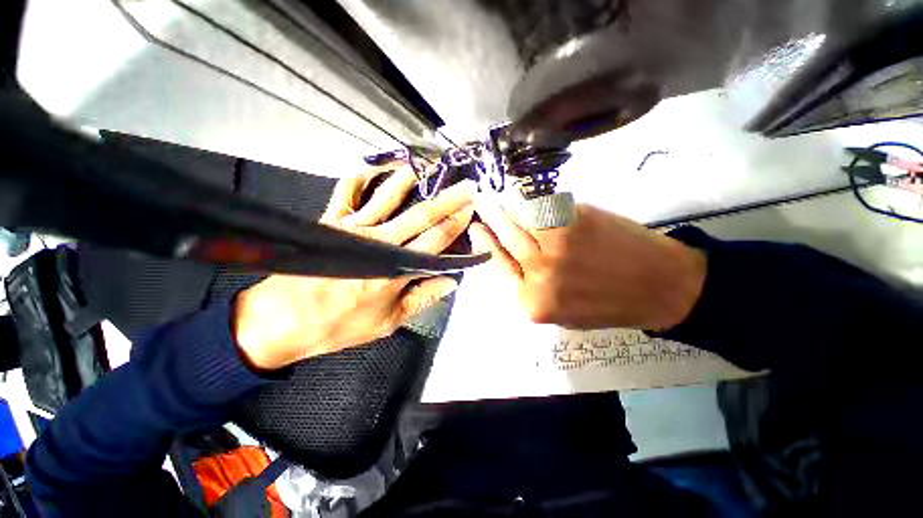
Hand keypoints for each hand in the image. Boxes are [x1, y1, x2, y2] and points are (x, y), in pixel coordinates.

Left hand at [234, 163, 475, 369]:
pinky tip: (371, 169)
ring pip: (388, 196)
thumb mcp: (386, 323)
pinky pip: (346, 190)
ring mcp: (353, 227)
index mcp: (395, 270)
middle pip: (420, 216)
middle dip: (448, 199)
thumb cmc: (338, 326)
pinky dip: (358, 176)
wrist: (289, 317)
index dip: (456, 225)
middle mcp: (378, 242)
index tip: (472, 210)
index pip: (434, 243)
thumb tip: (450, 281)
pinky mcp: (330, 219)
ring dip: (409, 179)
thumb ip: (420, 299)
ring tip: (427, 166)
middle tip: (467, 185)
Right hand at [469, 199, 706, 330]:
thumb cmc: (617, 303)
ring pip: (516, 217)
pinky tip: (526, 190)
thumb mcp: (568, 312)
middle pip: (502, 238)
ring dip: (505, 201)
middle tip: (480, 197)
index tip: (476, 228)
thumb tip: (518, 256)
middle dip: (488, 216)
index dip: (485, 244)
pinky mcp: (571, 222)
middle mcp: (536, 276)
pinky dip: (531, 195)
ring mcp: (552, 246)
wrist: (658, 286)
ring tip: (497, 189)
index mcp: (533, 304)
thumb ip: (539, 288)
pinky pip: (539, 204)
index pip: (497, 267)